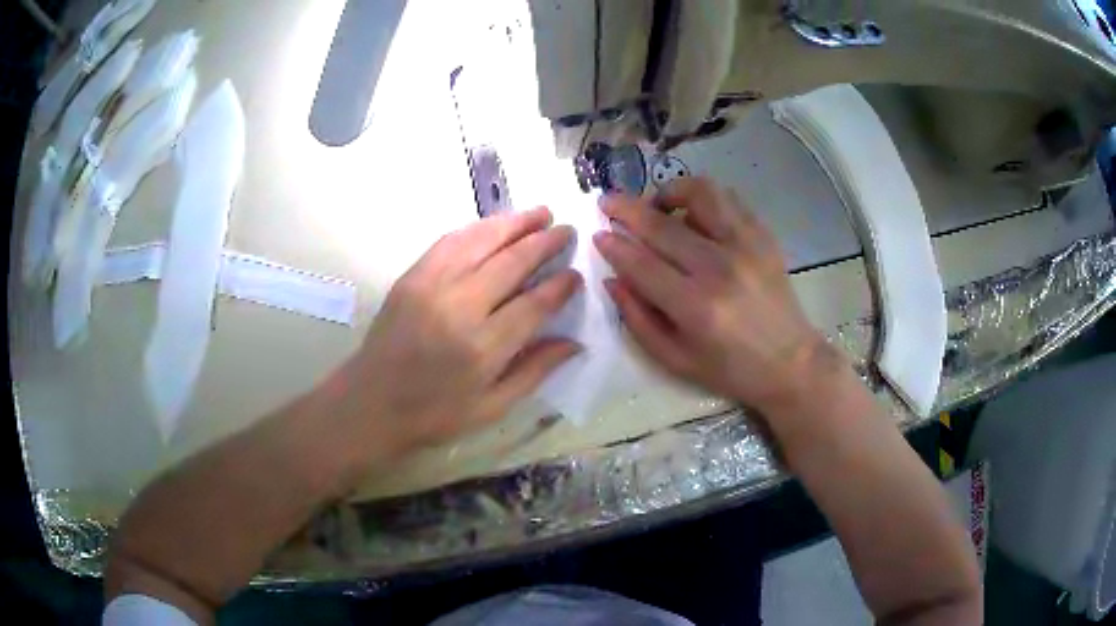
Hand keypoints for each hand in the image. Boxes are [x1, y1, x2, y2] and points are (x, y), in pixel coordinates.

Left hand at [333, 207, 581, 451]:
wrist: (370, 403)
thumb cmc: (433, 414)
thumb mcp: (491, 408)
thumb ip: (535, 371)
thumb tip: (574, 342)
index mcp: (484, 348)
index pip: (534, 303)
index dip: (559, 286)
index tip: (575, 274)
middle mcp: (460, 308)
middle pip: (511, 262)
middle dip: (544, 242)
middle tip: (566, 230)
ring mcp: (431, 286)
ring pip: (481, 242)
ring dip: (514, 224)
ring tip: (540, 213)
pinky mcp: (411, 277)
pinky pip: (449, 242)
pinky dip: (476, 229)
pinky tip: (494, 225)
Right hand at [595, 177, 827, 411]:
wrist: (790, 362)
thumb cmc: (730, 369)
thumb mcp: (675, 360)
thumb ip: (638, 319)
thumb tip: (613, 278)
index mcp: (696, 307)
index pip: (641, 263)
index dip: (614, 245)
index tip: (597, 234)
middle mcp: (720, 269)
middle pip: (662, 225)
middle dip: (626, 209)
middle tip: (607, 202)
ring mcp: (746, 246)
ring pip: (700, 194)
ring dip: (669, 192)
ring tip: (658, 205)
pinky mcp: (763, 237)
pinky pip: (728, 199)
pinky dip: (703, 199)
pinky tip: (694, 215)